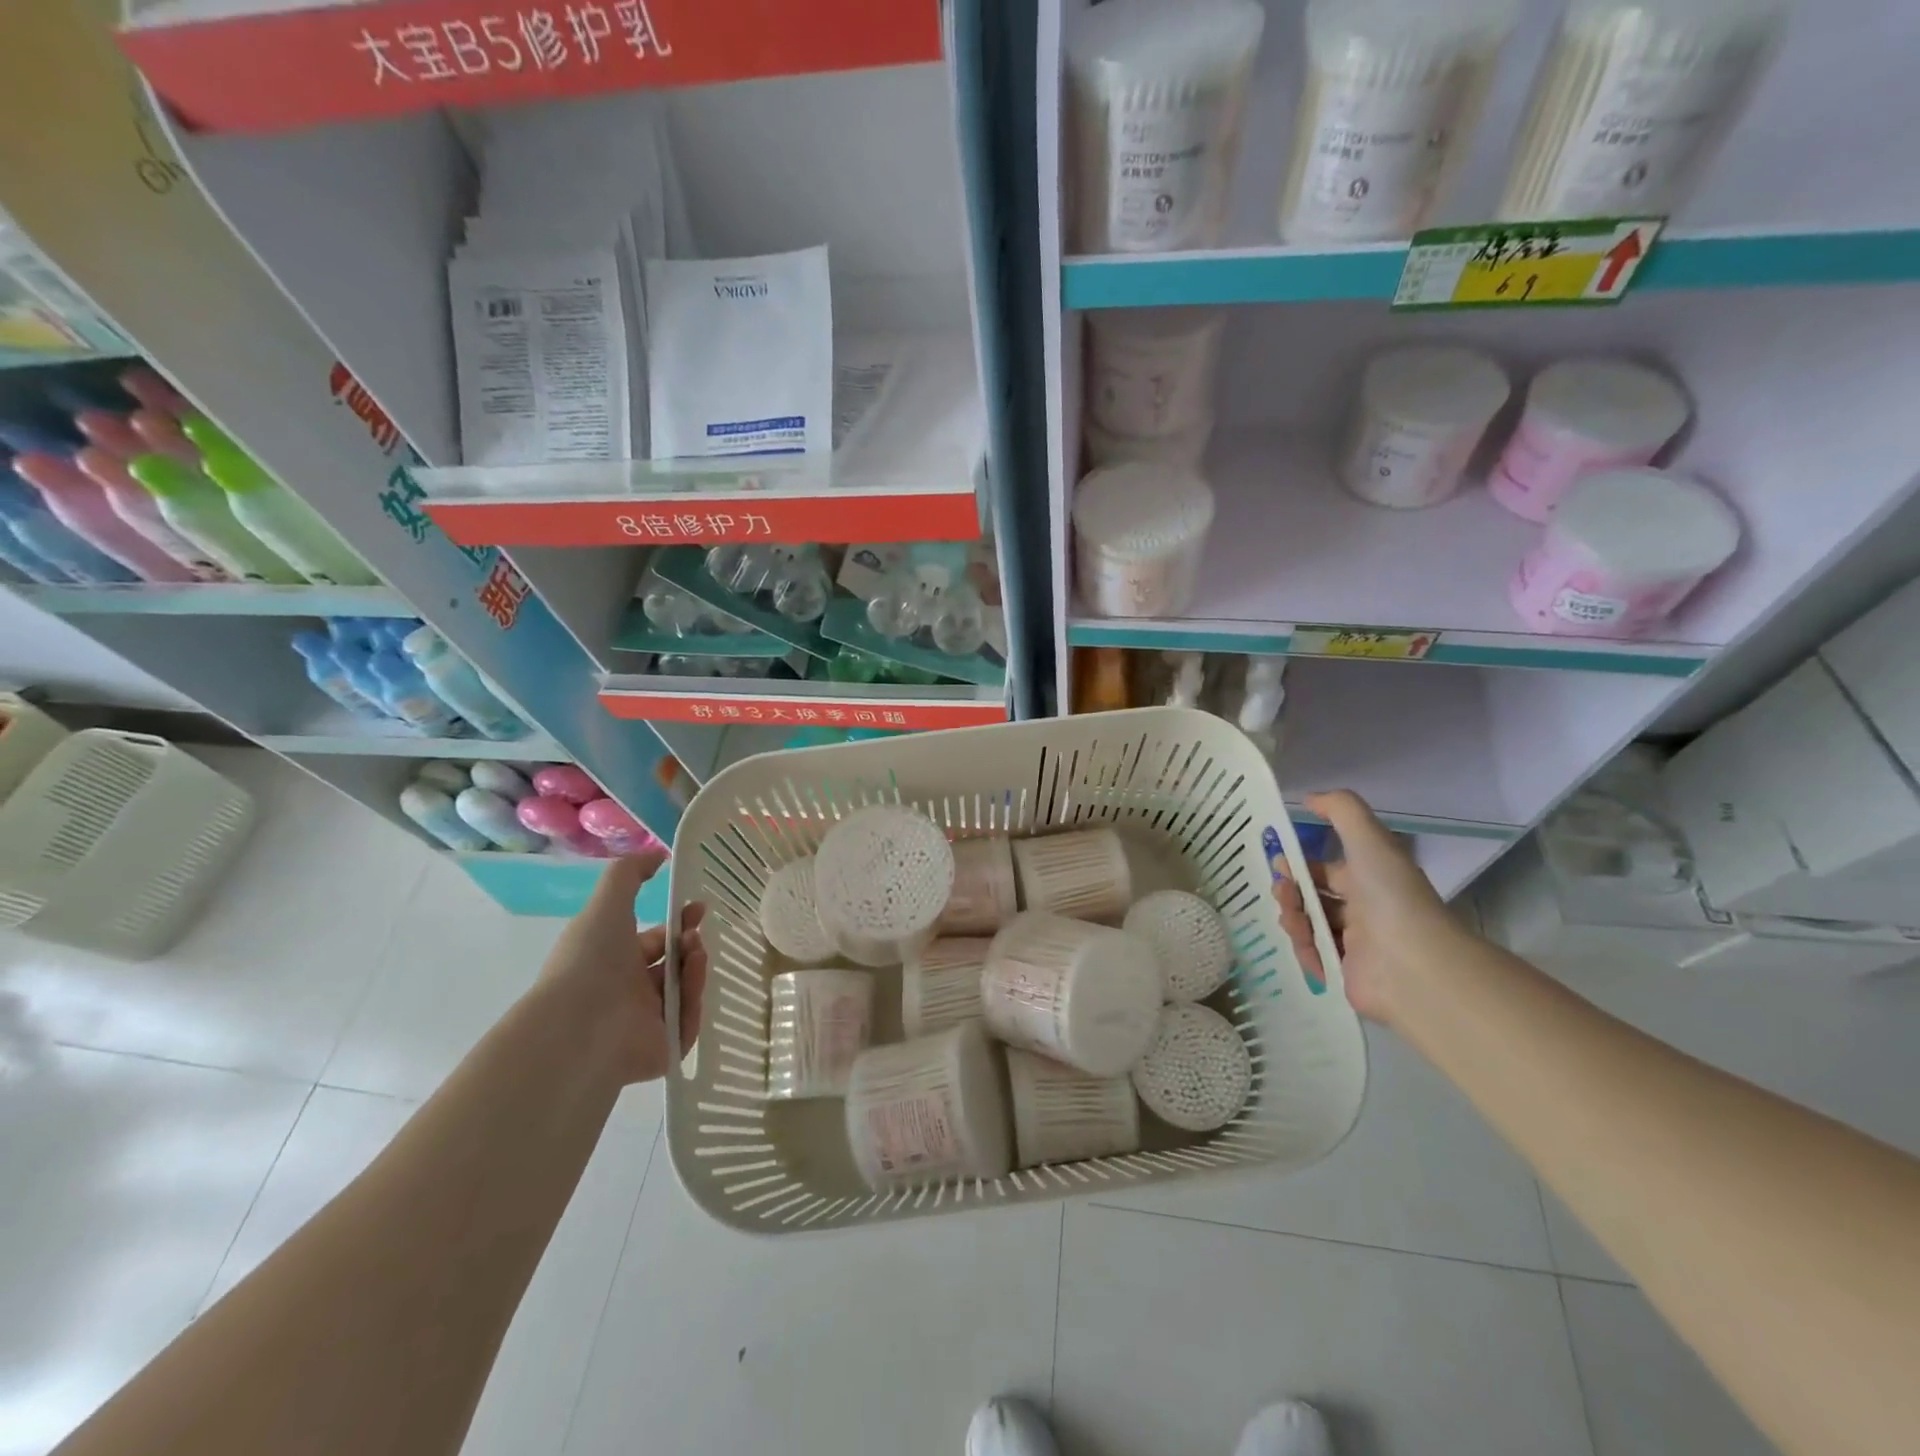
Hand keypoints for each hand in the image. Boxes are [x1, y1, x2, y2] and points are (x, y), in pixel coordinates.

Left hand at [539, 848, 707, 1084]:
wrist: (579, 1025)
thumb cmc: (590, 960)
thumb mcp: (607, 903)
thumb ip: (629, 873)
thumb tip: (656, 854)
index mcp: (614, 961)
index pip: (654, 941)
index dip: (678, 923)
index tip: (698, 908)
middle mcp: (629, 992)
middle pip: (674, 965)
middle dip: (690, 944)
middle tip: (697, 934)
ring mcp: (646, 1023)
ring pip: (685, 991)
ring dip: (696, 968)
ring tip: (696, 954)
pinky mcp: (662, 1049)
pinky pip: (689, 1023)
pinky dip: (694, 1001)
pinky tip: (692, 982)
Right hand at [1273, 790, 1461, 1024]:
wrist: (1414, 964)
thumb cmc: (1391, 896)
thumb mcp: (1368, 839)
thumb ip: (1341, 809)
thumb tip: (1308, 798)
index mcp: (1369, 879)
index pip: (1326, 870)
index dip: (1300, 865)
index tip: (1278, 862)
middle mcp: (1362, 910)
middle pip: (1312, 898)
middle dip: (1290, 892)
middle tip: (1282, 891)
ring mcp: (1353, 945)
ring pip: (1308, 926)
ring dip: (1293, 917)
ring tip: (1293, 919)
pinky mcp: (1344, 975)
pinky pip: (1312, 958)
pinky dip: (1304, 951)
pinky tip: (1306, 945)